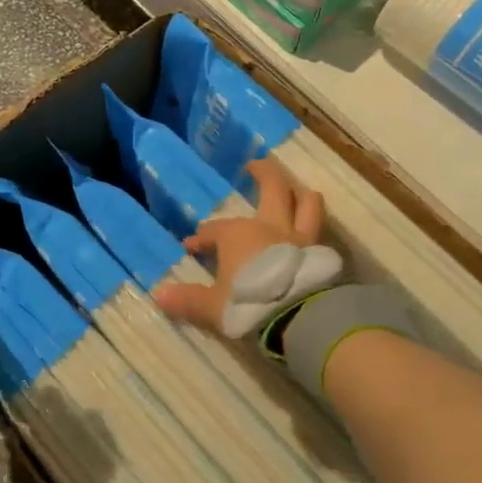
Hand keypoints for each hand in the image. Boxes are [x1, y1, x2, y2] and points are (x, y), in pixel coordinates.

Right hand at [156, 159, 324, 332]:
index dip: (203, 238)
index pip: (215, 230)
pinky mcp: (321, 255)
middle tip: (256, 165)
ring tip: (297, 191)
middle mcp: (271, 226)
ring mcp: (300, 238)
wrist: (299, 318)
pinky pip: (319, 235)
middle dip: (263, 173)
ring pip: (306, 204)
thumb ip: (189, 299)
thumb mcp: (213, 307)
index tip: (192, 247)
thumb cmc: (249, 304)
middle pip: (272, 188)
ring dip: (300, 195)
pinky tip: (310, 236)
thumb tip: (160, 296)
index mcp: (238, 234)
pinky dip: (314, 231)